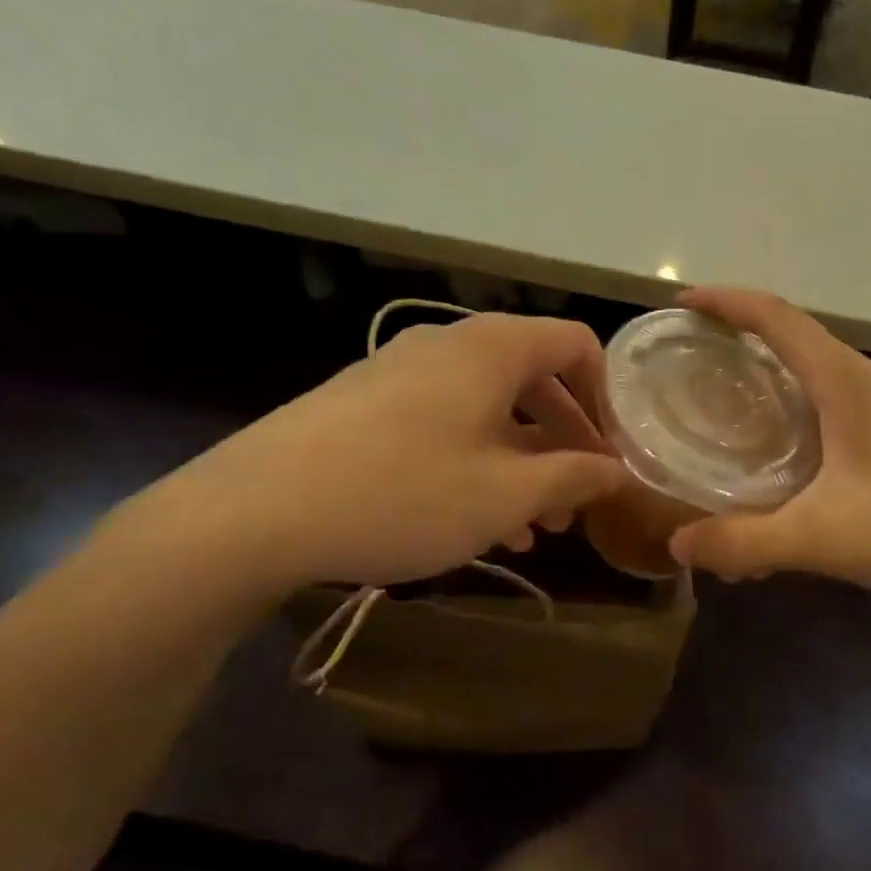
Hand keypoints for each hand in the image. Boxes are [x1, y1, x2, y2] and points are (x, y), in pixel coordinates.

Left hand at [135, 312, 631, 593]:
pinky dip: (478, 461)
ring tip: (537, 527)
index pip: (578, 343)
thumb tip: (617, 471)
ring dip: (524, 460)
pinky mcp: (368, 404)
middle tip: (580, 497)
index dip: (607, 395)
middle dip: (566, 439)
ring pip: (490, 408)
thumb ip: (574, 477)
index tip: (614, 450)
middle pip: (536, 378)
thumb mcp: (506, 494)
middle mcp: (452, 345)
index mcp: (494, 348)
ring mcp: (404, 371)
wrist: (254, 512)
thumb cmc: (404, 492)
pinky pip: (447, 422)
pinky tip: (480, 521)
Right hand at [668, 288, 870, 603]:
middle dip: (736, 343)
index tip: (680, 305)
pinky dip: (796, 423)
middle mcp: (866, 382)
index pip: (774, 316)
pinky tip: (785, 471)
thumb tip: (678, 545)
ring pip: (814, 381)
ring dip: (768, 386)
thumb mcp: (829, 536)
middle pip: (791, 342)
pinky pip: (834, 414)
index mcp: (845, 380)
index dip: (724, 302)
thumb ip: (748, 542)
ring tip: (725, 417)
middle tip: (688, 369)